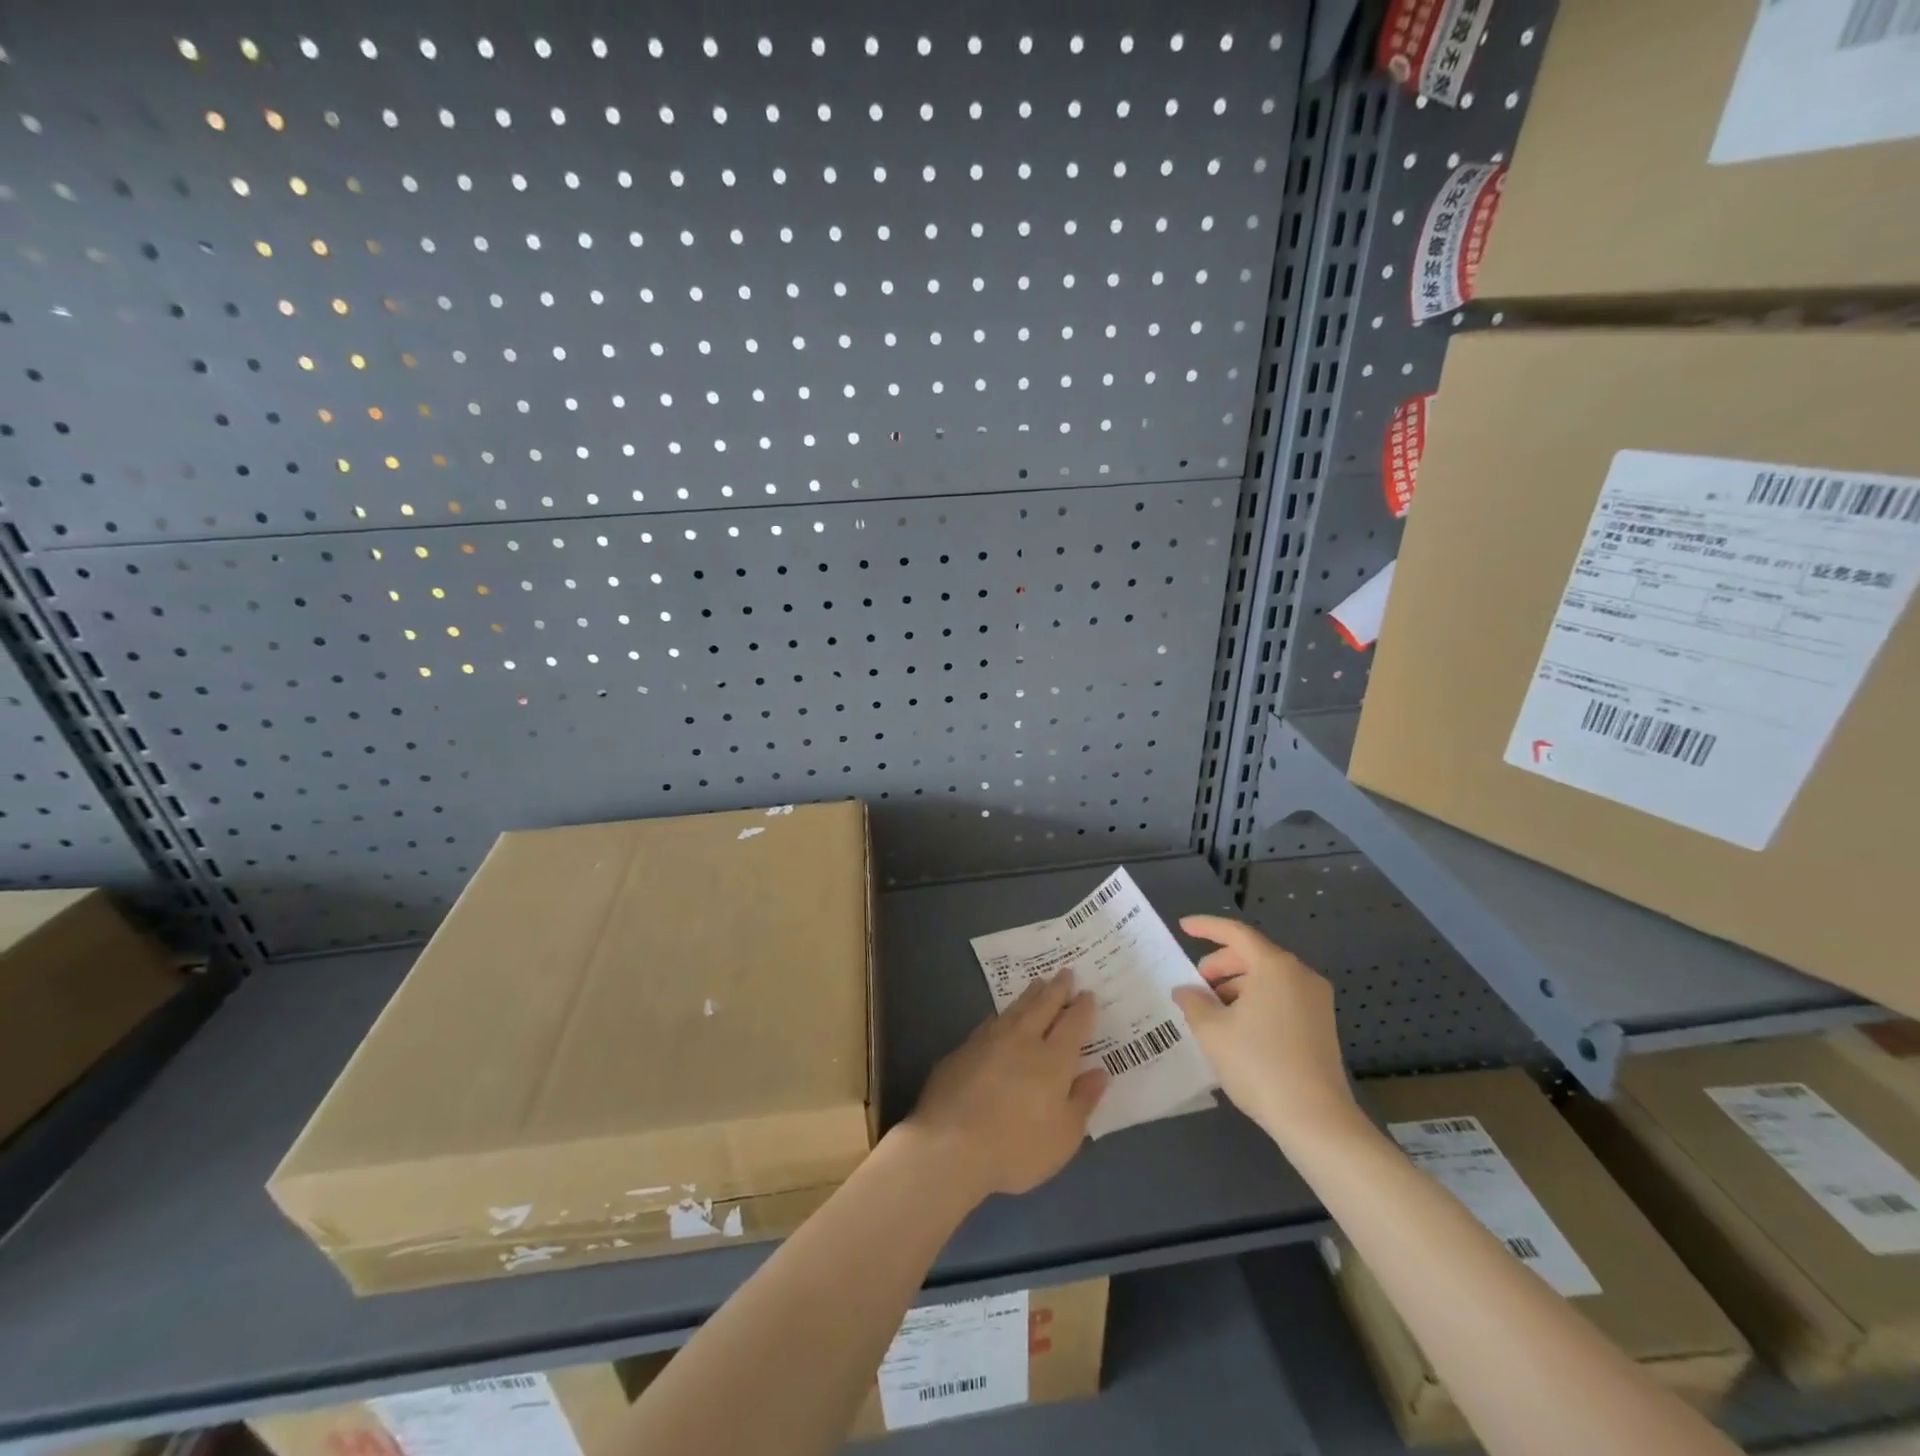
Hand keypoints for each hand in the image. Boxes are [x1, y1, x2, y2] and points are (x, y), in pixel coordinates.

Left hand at [905, 971, 1107, 1200]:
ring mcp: (989, 1041)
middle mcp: (1022, 1040)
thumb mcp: (1064, 1137)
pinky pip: (991, 1022)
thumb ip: (1083, 1101)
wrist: (949, 1146)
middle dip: (1057, 989)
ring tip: (1038, 983)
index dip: (1082, 1008)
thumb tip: (1099, 1072)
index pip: (1073, 1025)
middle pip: (1043, 1006)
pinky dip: (1004, 1014)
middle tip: (1065, 972)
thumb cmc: (1016, 1148)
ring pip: (1015, 1009)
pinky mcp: (962, 1050)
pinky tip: (1003, 1016)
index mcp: (1053, 1060)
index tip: (1088, 993)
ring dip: (1030, 995)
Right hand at [1171, 916, 1360, 1149]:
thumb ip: (1193, 1002)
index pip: (1236, 933)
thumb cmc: (1258, 1065)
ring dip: (1237, 985)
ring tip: (1213, 1011)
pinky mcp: (1322, 1024)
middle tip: (1196, 984)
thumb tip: (1185, 990)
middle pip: (1253, 954)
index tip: (1183, 927)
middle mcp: (1300, 975)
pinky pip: (1282, 997)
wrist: (1316, 1120)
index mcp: (1275, 966)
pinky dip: (1256, 1000)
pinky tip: (1237, 1027)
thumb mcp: (1212, 1031)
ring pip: (1268, 977)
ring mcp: (1316, 1000)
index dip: (1206, 927)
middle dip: (1220, 964)